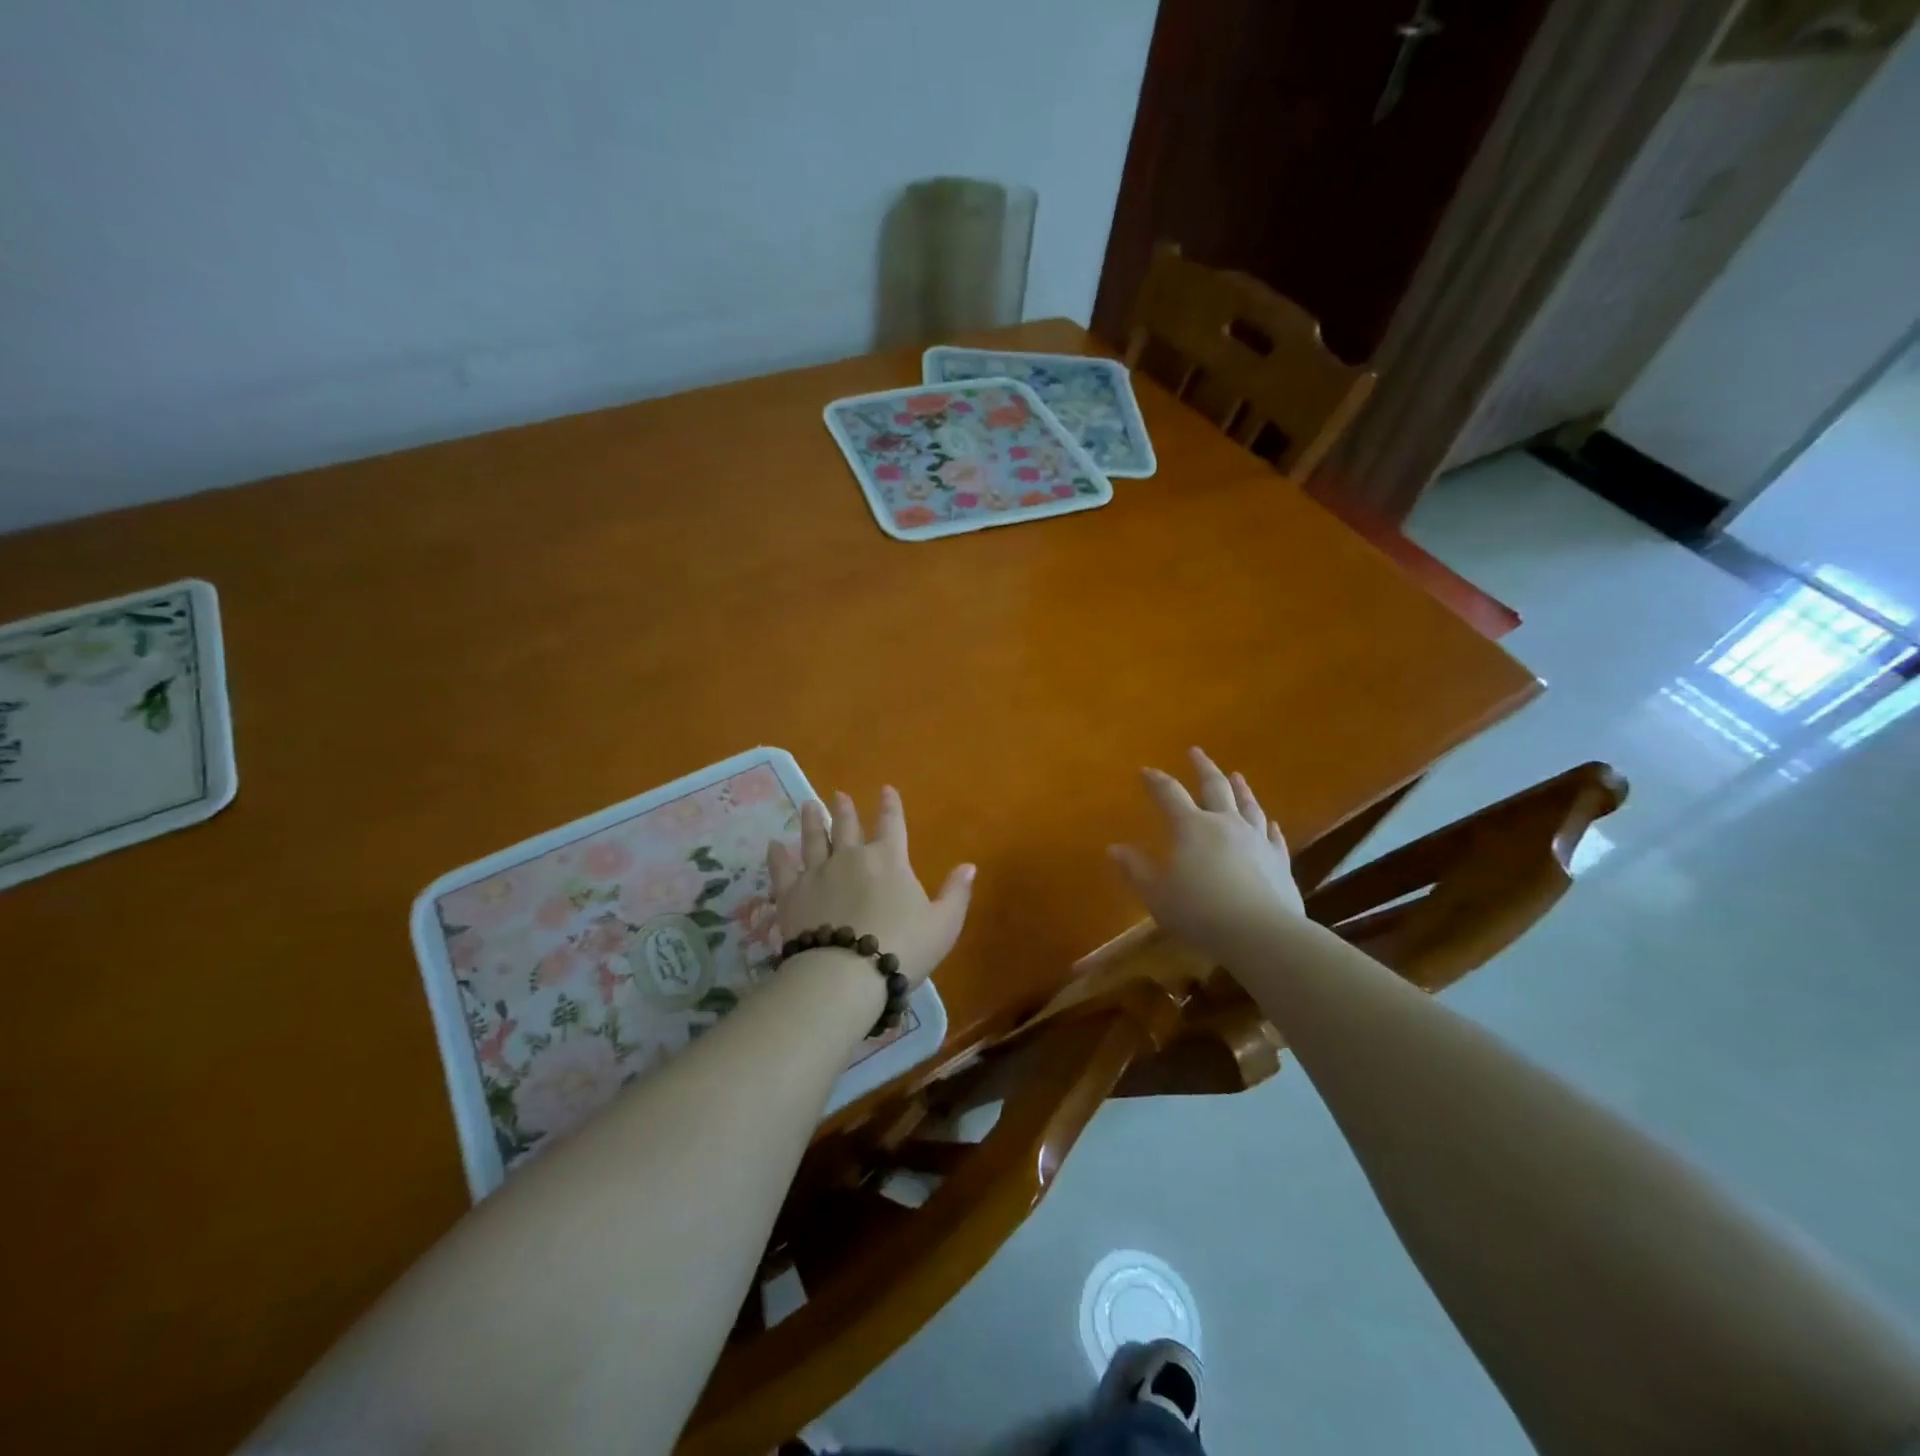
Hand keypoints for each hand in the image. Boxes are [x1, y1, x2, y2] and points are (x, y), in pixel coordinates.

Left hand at [767, 786, 973, 988]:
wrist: (846, 974)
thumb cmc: (903, 947)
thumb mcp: (943, 924)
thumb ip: (956, 893)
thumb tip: (969, 865)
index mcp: (889, 859)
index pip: (891, 823)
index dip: (890, 805)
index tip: (886, 789)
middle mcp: (851, 857)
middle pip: (847, 826)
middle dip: (844, 809)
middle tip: (838, 795)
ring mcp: (817, 873)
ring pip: (813, 839)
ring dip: (812, 821)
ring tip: (809, 805)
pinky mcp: (791, 893)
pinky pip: (782, 869)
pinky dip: (778, 855)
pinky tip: (773, 845)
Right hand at [1109, 747, 1305, 960]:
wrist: (1262, 934)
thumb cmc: (1200, 913)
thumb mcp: (1157, 895)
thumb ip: (1136, 870)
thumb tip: (1114, 848)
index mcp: (1191, 828)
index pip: (1169, 794)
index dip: (1156, 781)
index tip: (1145, 770)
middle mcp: (1225, 824)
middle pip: (1214, 786)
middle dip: (1202, 767)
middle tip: (1195, 751)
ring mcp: (1256, 840)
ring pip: (1248, 805)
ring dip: (1240, 788)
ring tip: (1236, 775)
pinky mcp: (1279, 861)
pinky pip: (1273, 836)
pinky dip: (1269, 825)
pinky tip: (1270, 822)